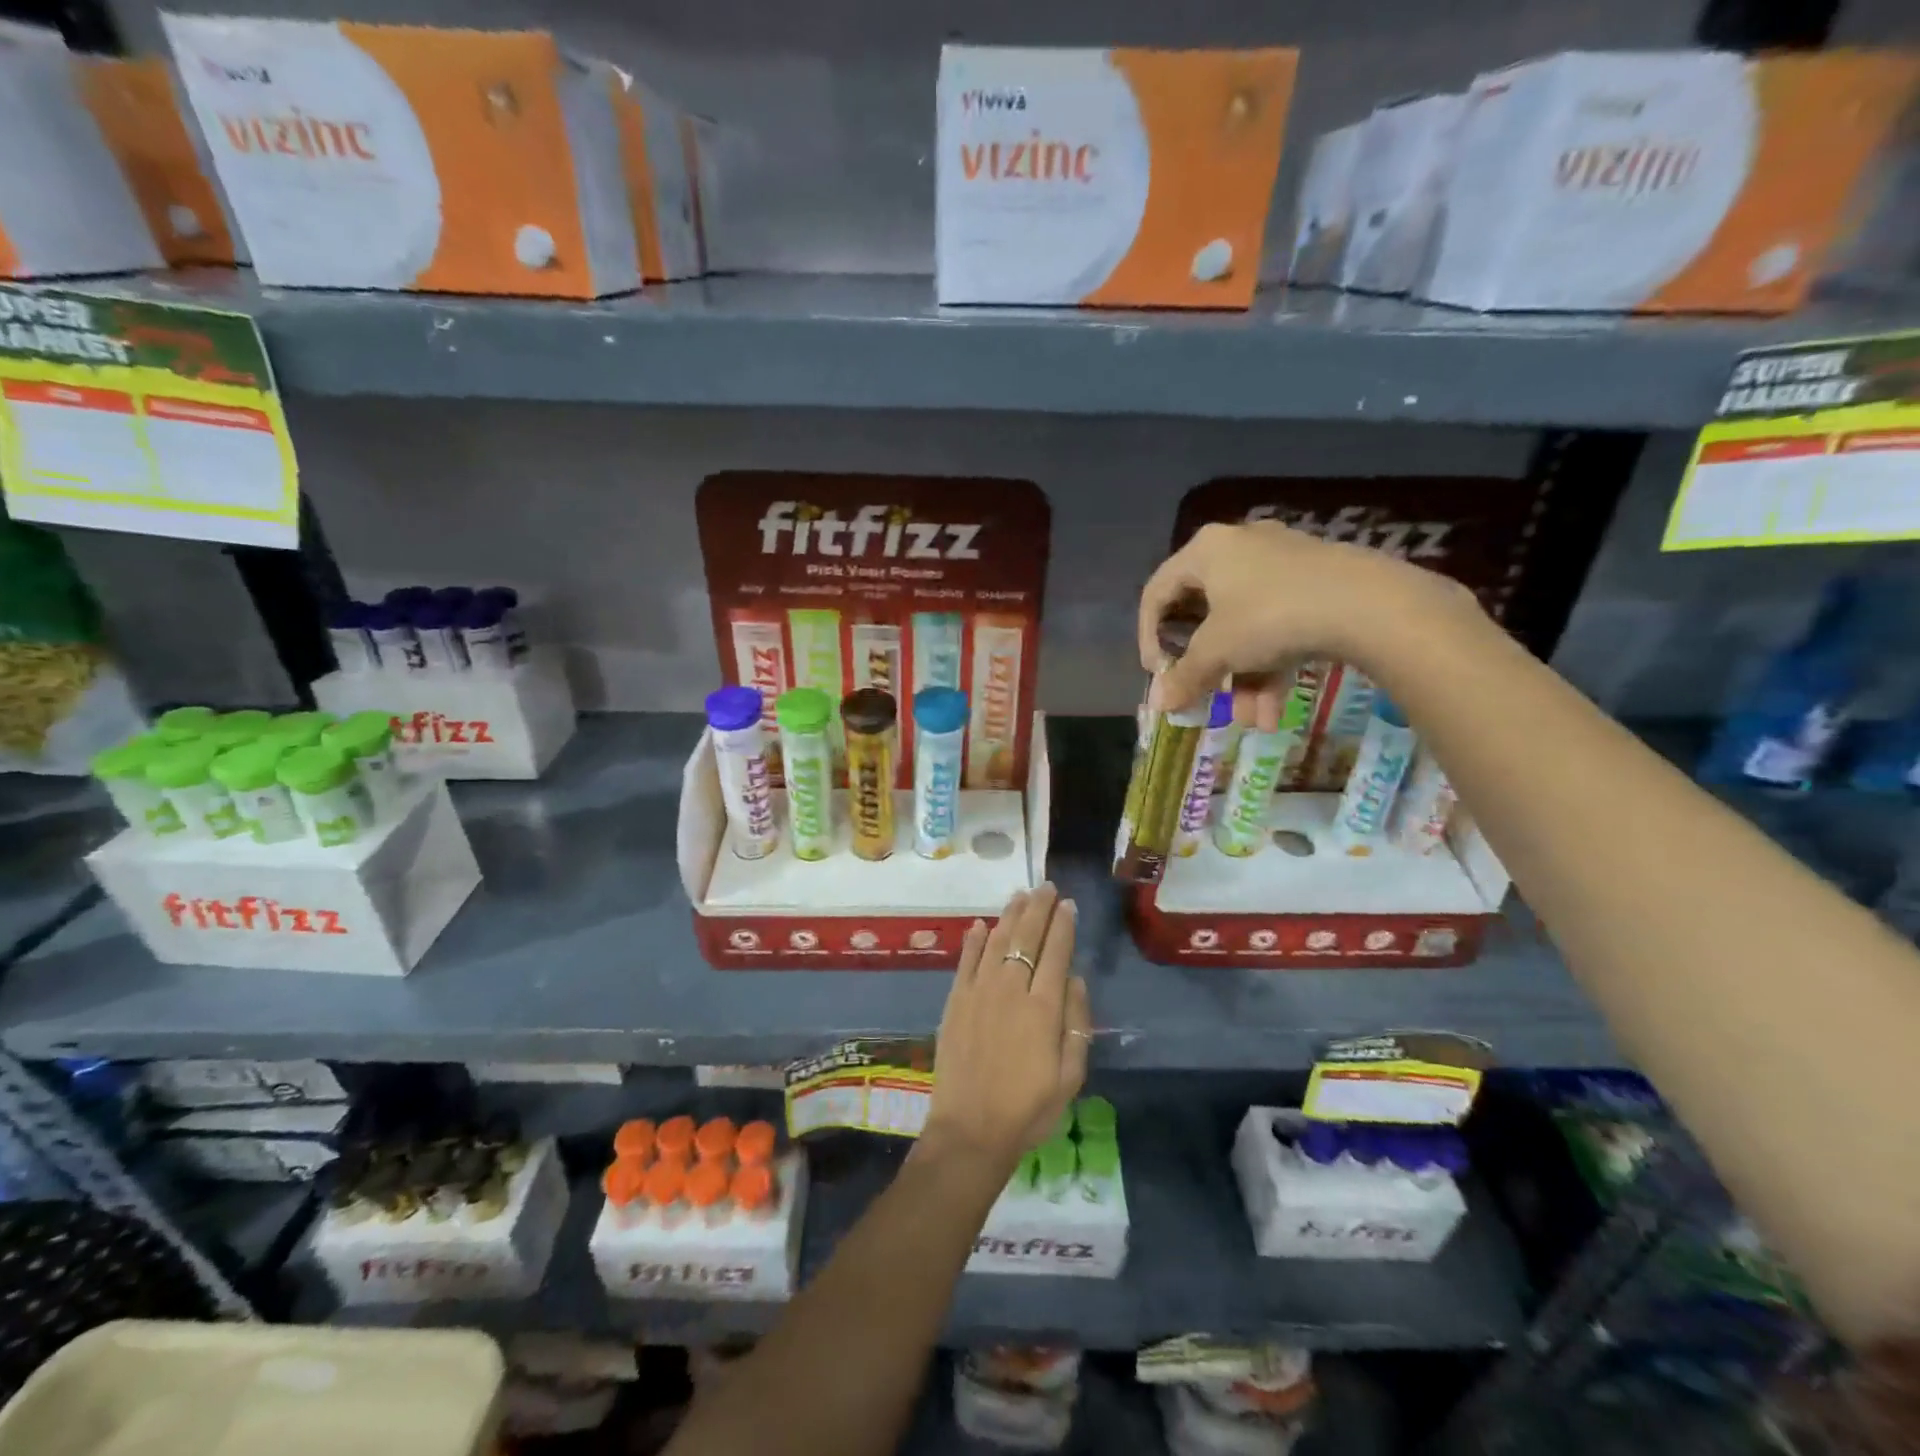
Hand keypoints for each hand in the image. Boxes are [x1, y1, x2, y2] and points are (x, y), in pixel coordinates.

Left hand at [922, 883, 1090, 1170]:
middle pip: (1026, 937)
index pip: (1056, 952)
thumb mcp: (1070, 1077)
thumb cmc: (1028, 1109)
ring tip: (1020, 895)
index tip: (1068, 904)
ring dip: (1010, 915)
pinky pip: (966, 961)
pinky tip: (980, 925)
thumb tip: (1074, 980)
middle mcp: (1010, 990)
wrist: (970, 1131)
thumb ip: (1076, 1025)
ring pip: (996, 941)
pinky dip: (974, 940)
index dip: (1063, 925)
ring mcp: (979, 992)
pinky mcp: (955, 1001)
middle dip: (1038, 909)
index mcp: (1043, 1008)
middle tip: (1046, 887)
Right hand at [1137, 521, 1476, 728]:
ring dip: (1243, 680)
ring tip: (1252, 720)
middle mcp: (1240, 549)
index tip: (1158, 674)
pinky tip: (1275, 713)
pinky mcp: (1315, 584)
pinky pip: (1278, 627)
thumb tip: (1158, 704)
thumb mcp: (1218, 651)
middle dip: (1207, 669)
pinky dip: (1272, 668)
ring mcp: (1281, 565)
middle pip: (1204, 616)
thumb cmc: (1271, 616)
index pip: (1157, 593)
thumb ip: (1184, 676)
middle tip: (1203, 698)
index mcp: (1206, 551)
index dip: (1148, 638)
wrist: (1369, 604)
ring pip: (1245, 629)